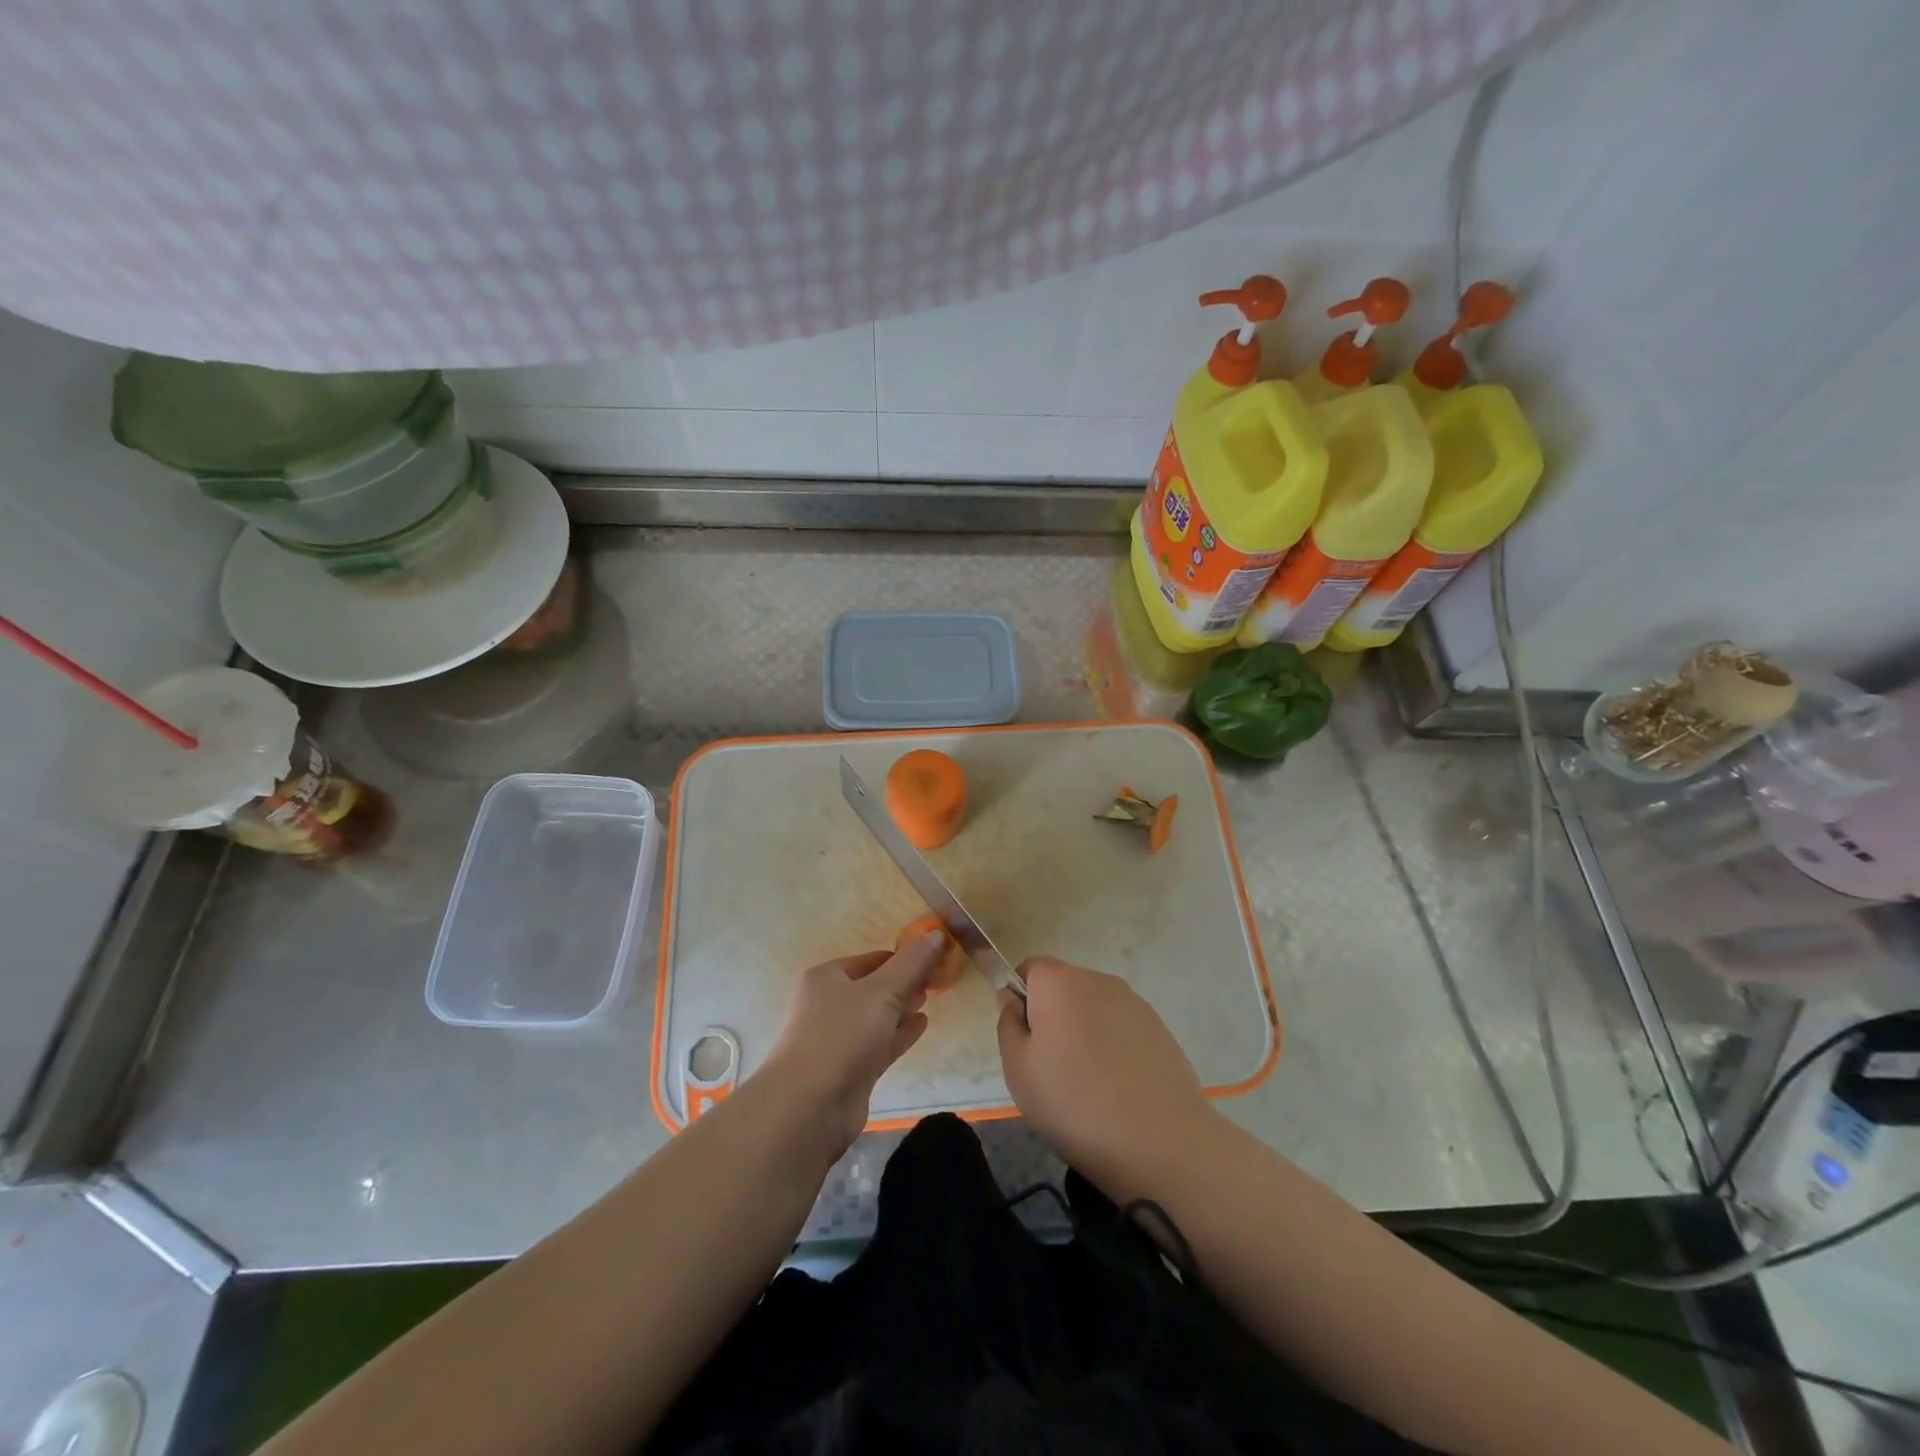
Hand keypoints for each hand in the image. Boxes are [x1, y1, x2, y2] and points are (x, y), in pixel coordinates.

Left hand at [758, 932, 945, 1155]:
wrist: (808, 1106)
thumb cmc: (842, 1035)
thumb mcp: (881, 991)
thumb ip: (912, 963)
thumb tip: (936, 933)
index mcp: (827, 977)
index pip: (872, 959)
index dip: (902, 957)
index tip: (933, 957)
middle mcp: (829, 1004)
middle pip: (874, 986)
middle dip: (904, 982)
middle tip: (937, 978)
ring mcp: (838, 1039)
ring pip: (877, 1016)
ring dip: (902, 1007)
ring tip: (930, 998)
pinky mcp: (849, 1069)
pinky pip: (879, 1043)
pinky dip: (900, 1033)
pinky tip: (922, 1025)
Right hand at [997, 956, 1220, 1200]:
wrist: (1162, 1143)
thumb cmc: (1076, 1104)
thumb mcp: (1019, 1070)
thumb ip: (1008, 1024)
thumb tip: (1013, 998)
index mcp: (1060, 982)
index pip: (1030, 968)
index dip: (1021, 999)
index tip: (1026, 1041)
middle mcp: (1099, 980)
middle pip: (1064, 987)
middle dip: (1053, 1017)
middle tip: (1051, 1070)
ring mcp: (1135, 1003)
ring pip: (1094, 1009)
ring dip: (1085, 1033)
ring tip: (1088, 1087)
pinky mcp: (1160, 1029)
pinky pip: (1122, 1029)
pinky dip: (1114, 1049)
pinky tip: (1118, 1091)